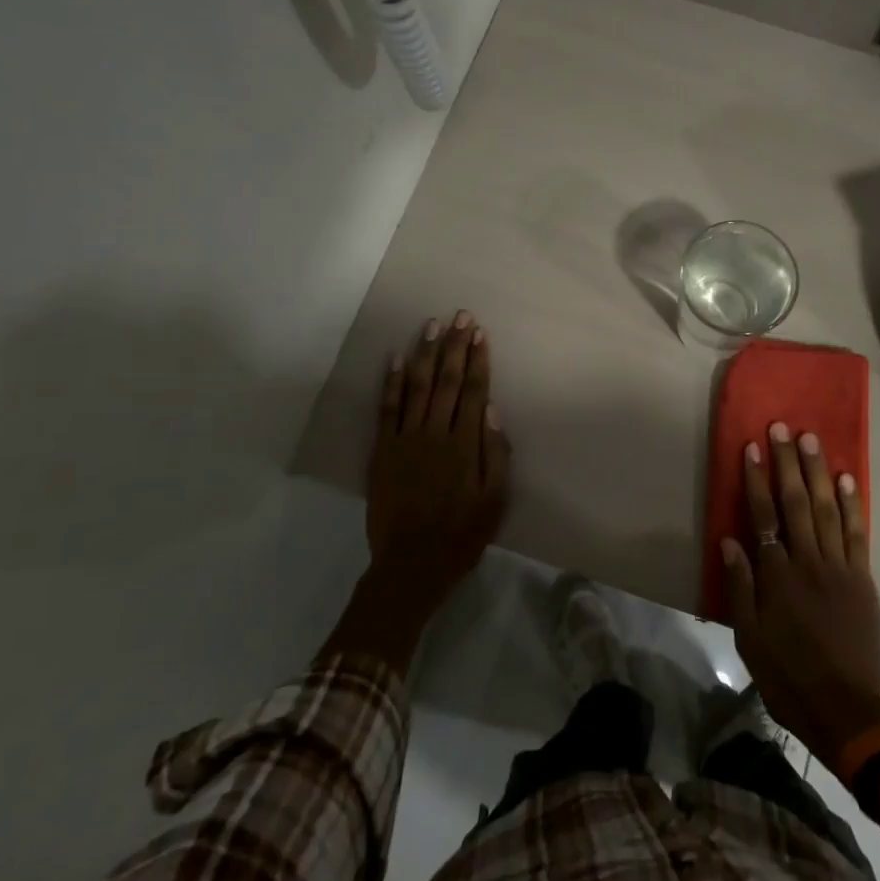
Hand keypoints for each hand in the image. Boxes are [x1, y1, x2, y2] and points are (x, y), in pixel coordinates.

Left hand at [366, 312, 511, 616]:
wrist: (410, 564)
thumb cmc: (461, 534)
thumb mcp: (495, 501)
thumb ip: (496, 454)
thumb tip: (492, 411)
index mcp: (465, 445)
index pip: (474, 391)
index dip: (478, 360)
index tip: (480, 333)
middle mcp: (435, 433)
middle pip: (448, 381)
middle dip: (455, 346)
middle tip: (460, 316)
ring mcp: (405, 439)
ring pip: (418, 386)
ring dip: (426, 353)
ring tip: (432, 325)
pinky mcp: (382, 450)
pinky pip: (387, 409)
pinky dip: (392, 382)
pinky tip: (396, 358)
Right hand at [721, 423, 879, 771]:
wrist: (845, 711)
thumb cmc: (787, 677)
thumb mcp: (748, 638)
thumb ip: (739, 586)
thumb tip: (729, 540)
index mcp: (777, 577)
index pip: (764, 516)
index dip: (757, 480)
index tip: (753, 447)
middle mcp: (809, 563)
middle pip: (797, 503)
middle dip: (788, 463)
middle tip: (783, 428)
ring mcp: (840, 569)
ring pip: (828, 510)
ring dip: (819, 472)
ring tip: (812, 440)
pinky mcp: (862, 580)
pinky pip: (858, 535)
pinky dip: (854, 505)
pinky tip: (848, 479)